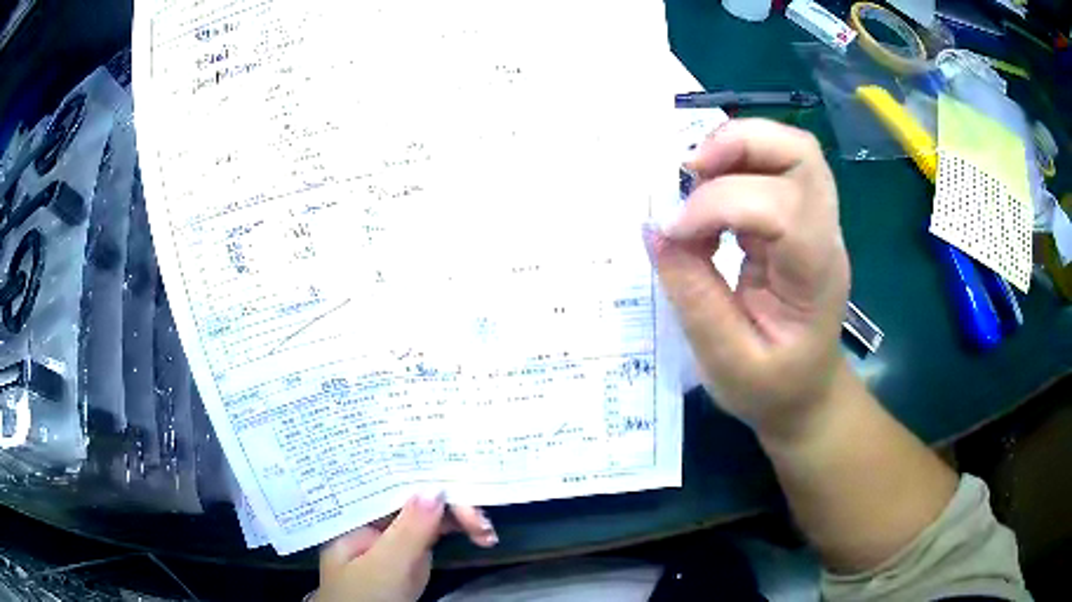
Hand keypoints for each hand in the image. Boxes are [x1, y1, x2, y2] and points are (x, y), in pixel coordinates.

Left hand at [315, 493, 496, 601]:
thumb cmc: (365, 597)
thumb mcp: (386, 566)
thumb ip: (409, 530)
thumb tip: (435, 486)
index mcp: (355, 514)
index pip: (391, 485)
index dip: (426, 479)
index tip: (460, 484)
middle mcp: (373, 519)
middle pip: (414, 498)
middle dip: (450, 505)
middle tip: (482, 523)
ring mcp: (391, 537)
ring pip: (429, 515)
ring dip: (460, 519)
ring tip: (487, 533)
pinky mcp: (408, 555)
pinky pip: (434, 534)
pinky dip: (457, 533)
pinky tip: (480, 537)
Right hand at [653, 119, 849, 440]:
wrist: (808, 394)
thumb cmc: (772, 388)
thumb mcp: (726, 361)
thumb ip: (692, 294)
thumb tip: (656, 230)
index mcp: (815, 276)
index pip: (779, 207)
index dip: (718, 205)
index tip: (673, 233)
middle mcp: (824, 235)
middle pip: (799, 153)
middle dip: (738, 144)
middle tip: (689, 170)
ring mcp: (815, 221)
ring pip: (789, 149)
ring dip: (736, 146)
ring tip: (694, 176)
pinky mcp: (797, 218)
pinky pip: (773, 166)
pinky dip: (734, 162)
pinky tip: (706, 190)